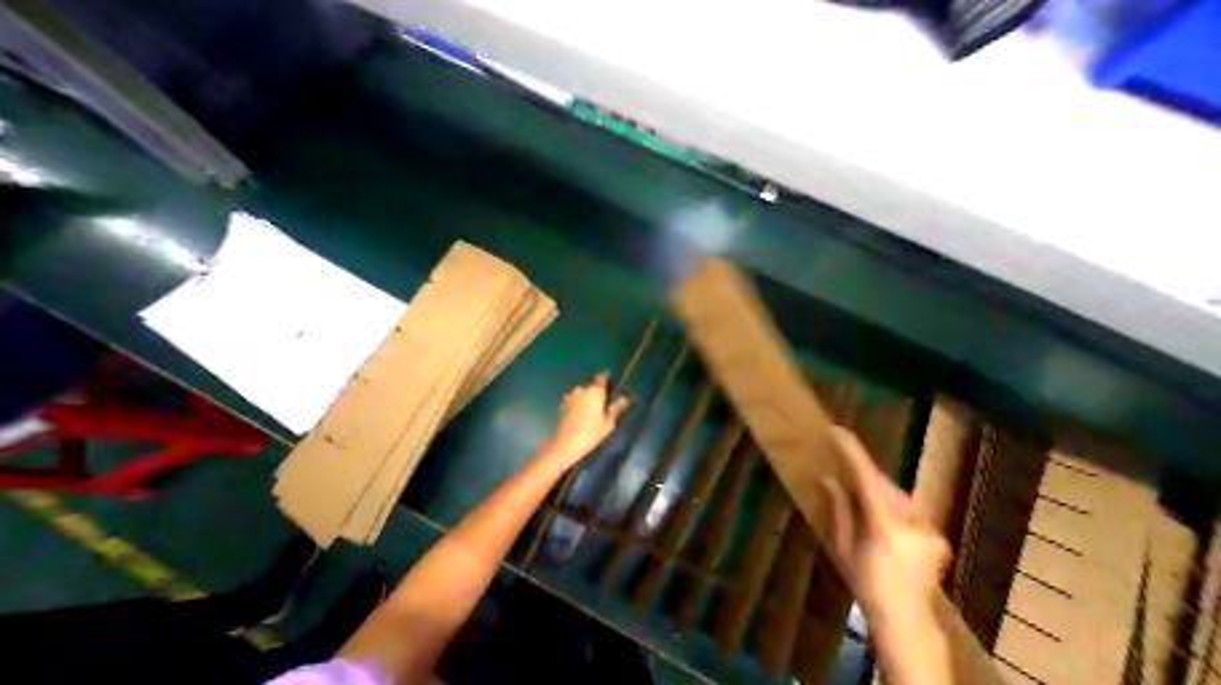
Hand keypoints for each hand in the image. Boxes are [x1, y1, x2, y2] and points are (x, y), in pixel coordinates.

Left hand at [548, 371, 632, 467]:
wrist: (566, 444)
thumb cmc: (591, 433)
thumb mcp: (608, 423)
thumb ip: (616, 408)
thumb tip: (625, 398)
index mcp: (595, 392)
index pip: (602, 377)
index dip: (607, 378)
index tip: (611, 382)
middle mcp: (582, 390)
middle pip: (592, 386)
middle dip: (597, 392)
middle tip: (603, 404)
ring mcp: (571, 396)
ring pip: (582, 393)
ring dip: (586, 398)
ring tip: (591, 412)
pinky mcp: (563, 404)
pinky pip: (574, 400)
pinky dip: (578, 404)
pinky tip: (580, 415)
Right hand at [815, 430, 948, 629]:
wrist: (907, 620)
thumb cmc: (866, 583)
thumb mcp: (844, 545)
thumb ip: (840, 508)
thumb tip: (827, 478)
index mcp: (886, 527)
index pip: (868, 478)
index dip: (852, 452)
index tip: (837, 431)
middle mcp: (913, 524)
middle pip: (883, 483)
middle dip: (862, 470)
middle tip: (841, 457)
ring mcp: (929, 530)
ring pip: (895, 494)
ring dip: (874, 486)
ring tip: (855, 486)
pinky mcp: (935, 536)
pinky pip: (906, 507)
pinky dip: (888, 501)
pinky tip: (877, 511)